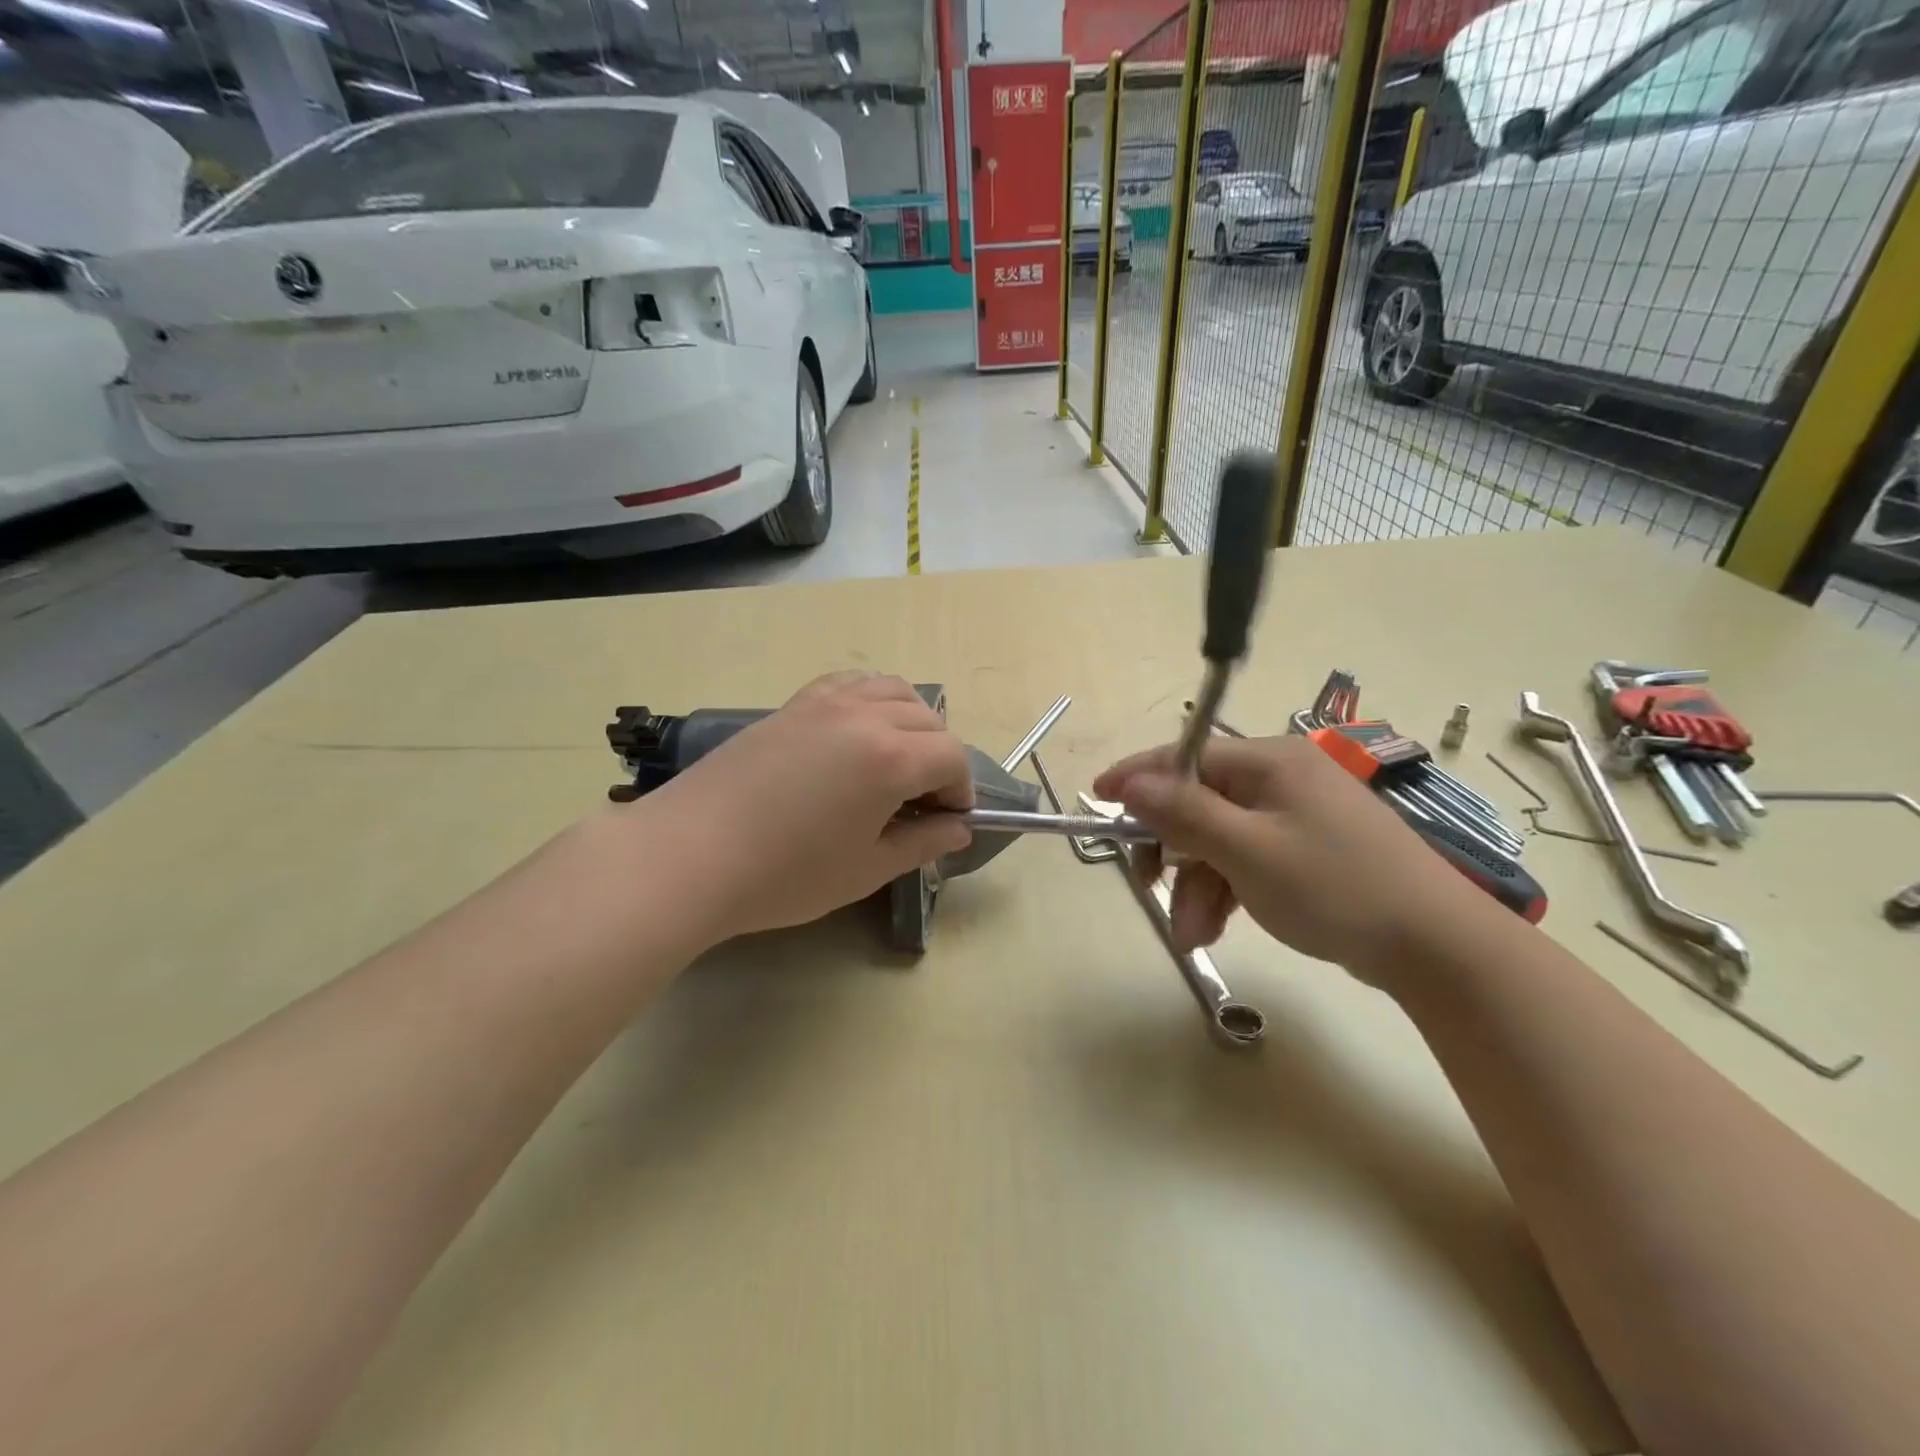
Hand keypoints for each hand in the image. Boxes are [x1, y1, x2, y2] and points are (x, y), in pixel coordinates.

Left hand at [632, 672, 973, 942]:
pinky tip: (858, 731)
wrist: (689, 855)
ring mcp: (825, 703)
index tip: (949, 820)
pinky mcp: (793, 703)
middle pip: (929, 720)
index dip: (960, 789)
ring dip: (911, 721)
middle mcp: (865, 716)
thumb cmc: (784, 874)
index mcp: (890, 759)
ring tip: (897, 759)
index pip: (952, 757)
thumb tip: (958, 829)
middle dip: (940, 757)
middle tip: (922, 799)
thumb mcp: (865, 869)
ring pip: (893, 690)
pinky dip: (871, 699)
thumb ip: (922, 844)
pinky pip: (850, 683)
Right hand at [1093, 735, 1480, 980]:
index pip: (1186, 756)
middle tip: (1149, 890)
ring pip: (1220, 839)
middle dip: (1173, 851)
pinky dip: (1226, 890)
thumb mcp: (1248, 851)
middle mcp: (1281, 779)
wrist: (1436, 948)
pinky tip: (1217, 927)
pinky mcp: (1307, 851)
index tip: (1097, 799)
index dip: (1138, 777)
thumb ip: (1184, 813)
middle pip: (1199, 803)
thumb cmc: (1336, 888)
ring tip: (1192, 934)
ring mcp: (1297, 816)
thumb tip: (1131, 783)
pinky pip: (1247, 859)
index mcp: (1270, 762)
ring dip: (1197, 884)